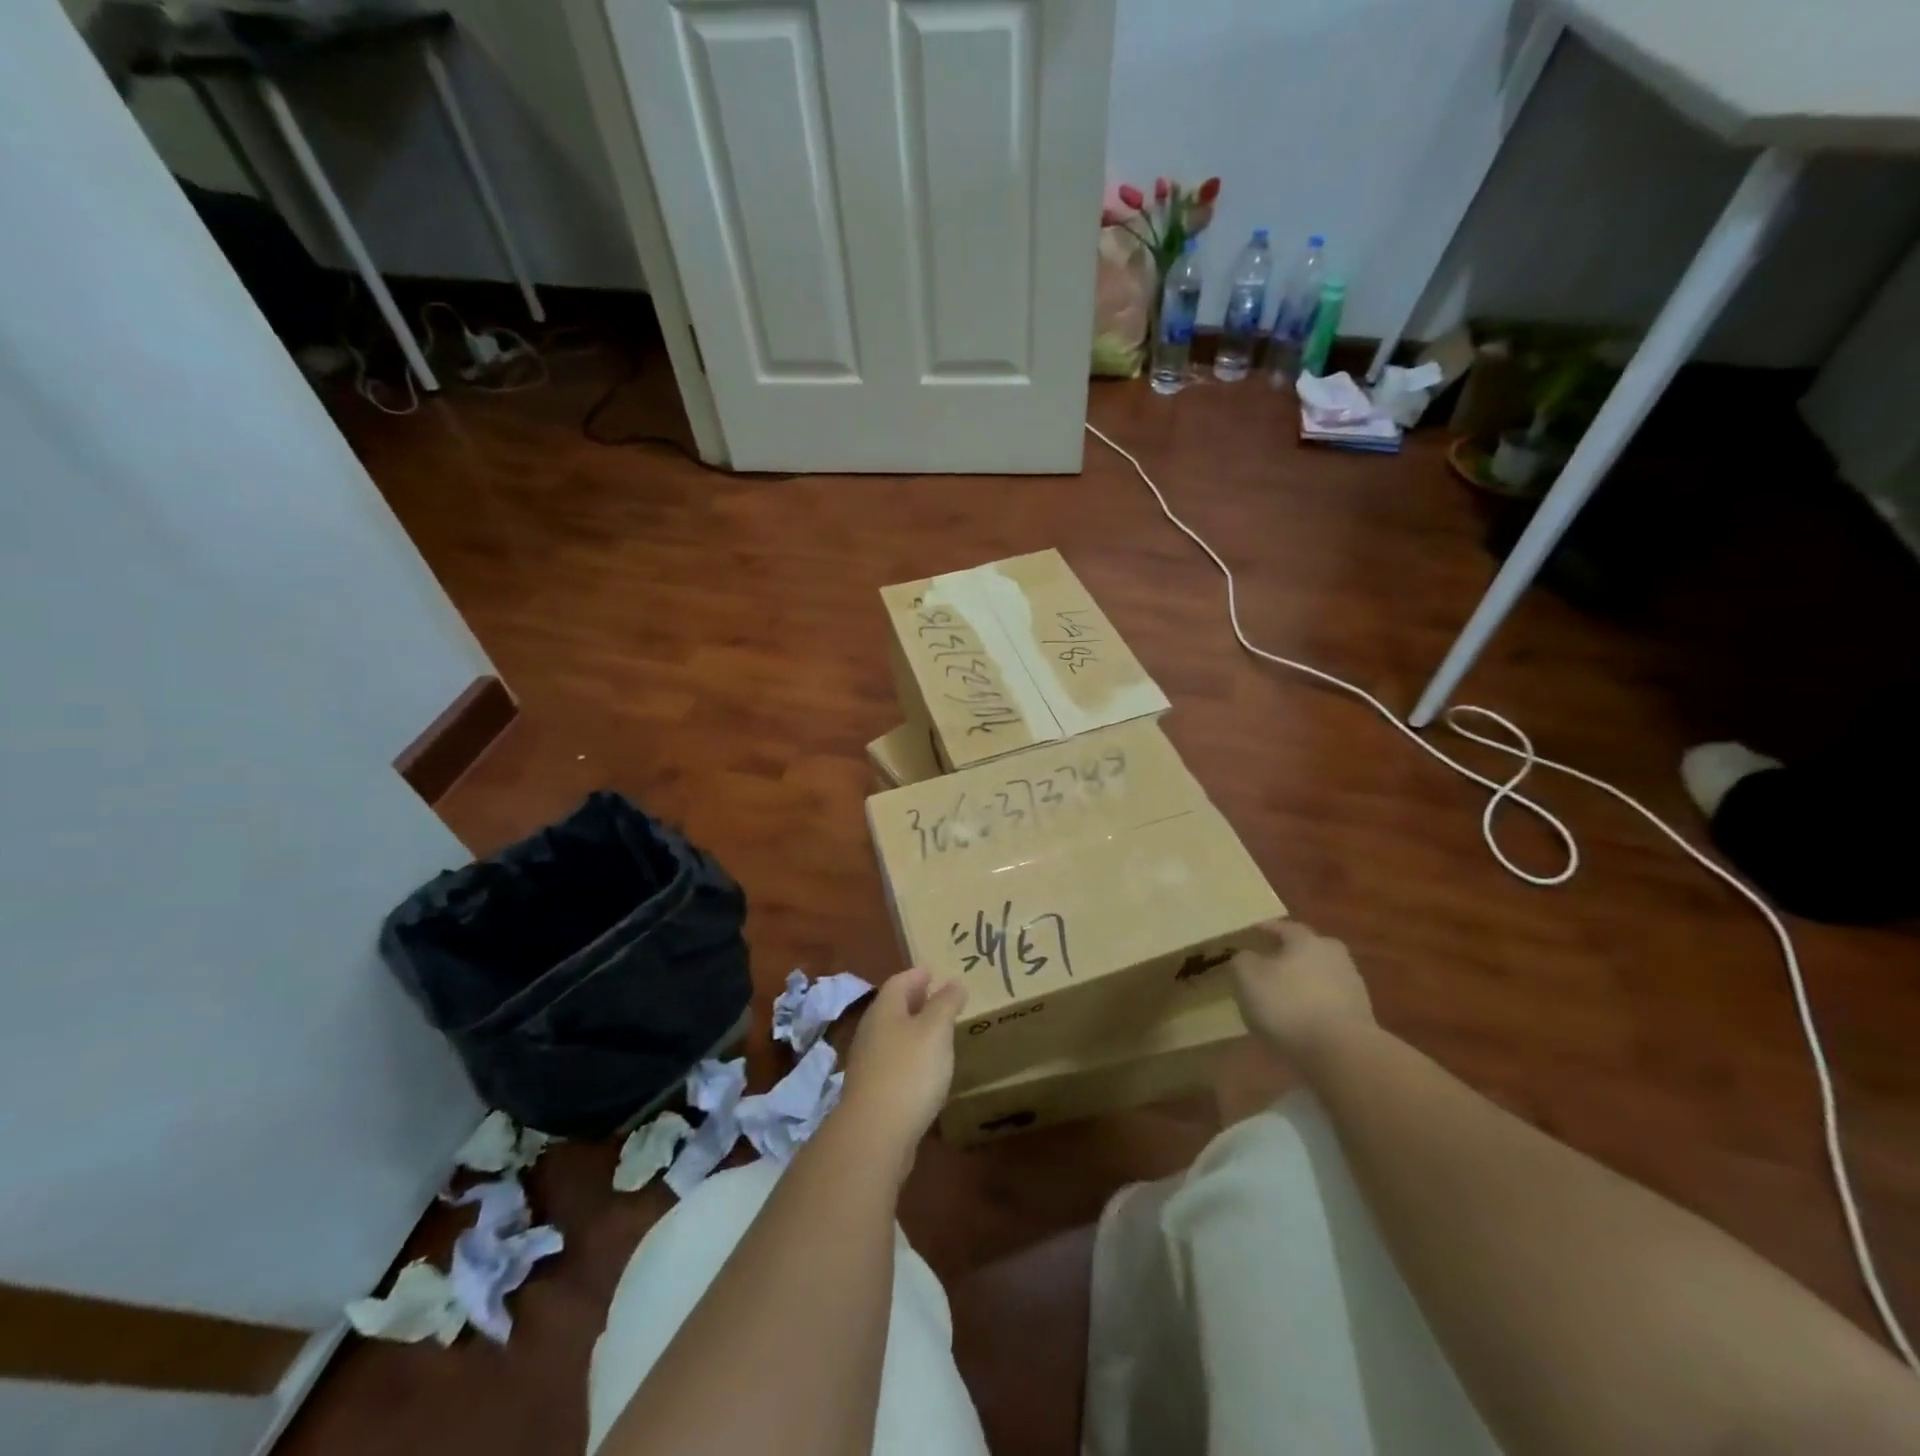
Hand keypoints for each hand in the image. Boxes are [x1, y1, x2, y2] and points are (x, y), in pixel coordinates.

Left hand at [838, 967, 965, 1172]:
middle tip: (939, 997)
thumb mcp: (935, 1031)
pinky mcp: (872, 1092)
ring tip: (938, 1031)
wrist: (875, 1134)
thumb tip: (954, 982)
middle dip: (915, 1000)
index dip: (917, 975)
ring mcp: (868, 1063)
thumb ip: (946, 1004)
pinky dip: (910, 1056)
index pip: (899, 982)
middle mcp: (871, 1032)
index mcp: (884, 1010)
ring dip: (913, 1029)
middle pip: (893, 1008)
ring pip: (892, 1035)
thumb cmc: (909, 1071)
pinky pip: (893, 1061)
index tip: (933, 970)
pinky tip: (926, 1068)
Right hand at [1231, 920, 1373, 1064]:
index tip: (1250, 936)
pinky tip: (1300, 1022)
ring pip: (1318, 976)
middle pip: (1305, 950)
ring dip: (1302, 984)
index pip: (1282, 927)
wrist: (1343, 1052)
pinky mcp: (1360, 1015)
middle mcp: (1333, 954)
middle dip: (1287, 956)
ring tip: (1281, 1000)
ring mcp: (1352, 985)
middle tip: (1267, 968)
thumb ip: (1242, 960)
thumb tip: (1247, 956)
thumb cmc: (1289, 1005)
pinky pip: (1328, 1003)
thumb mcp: (1247, 977)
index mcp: (1306, 939)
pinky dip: (1313, 1007)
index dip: (1263, 930)